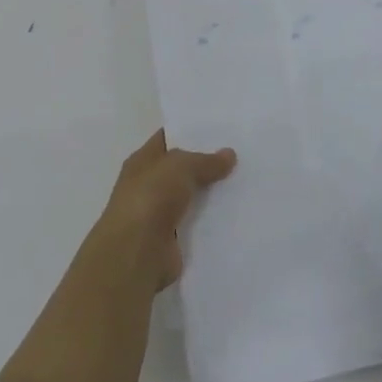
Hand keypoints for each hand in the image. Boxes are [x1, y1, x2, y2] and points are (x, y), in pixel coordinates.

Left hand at [93, 130, 236, 292]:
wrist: (136, 253)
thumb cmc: (151, 198)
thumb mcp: (180, 166)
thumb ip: (205, 160)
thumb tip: (229, 154)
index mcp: (142, 161)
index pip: (167, 139)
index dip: (190, 132)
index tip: (221, 128)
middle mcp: (148, 186)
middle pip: (182, 169)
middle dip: (207, 163)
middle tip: (241, 154)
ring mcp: (159, 214)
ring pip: (192, 197)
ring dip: (213, 194)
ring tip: (246, 182)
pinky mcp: (172, 240)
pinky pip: (197, 224)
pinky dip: (213, 221)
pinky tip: (237, 213)